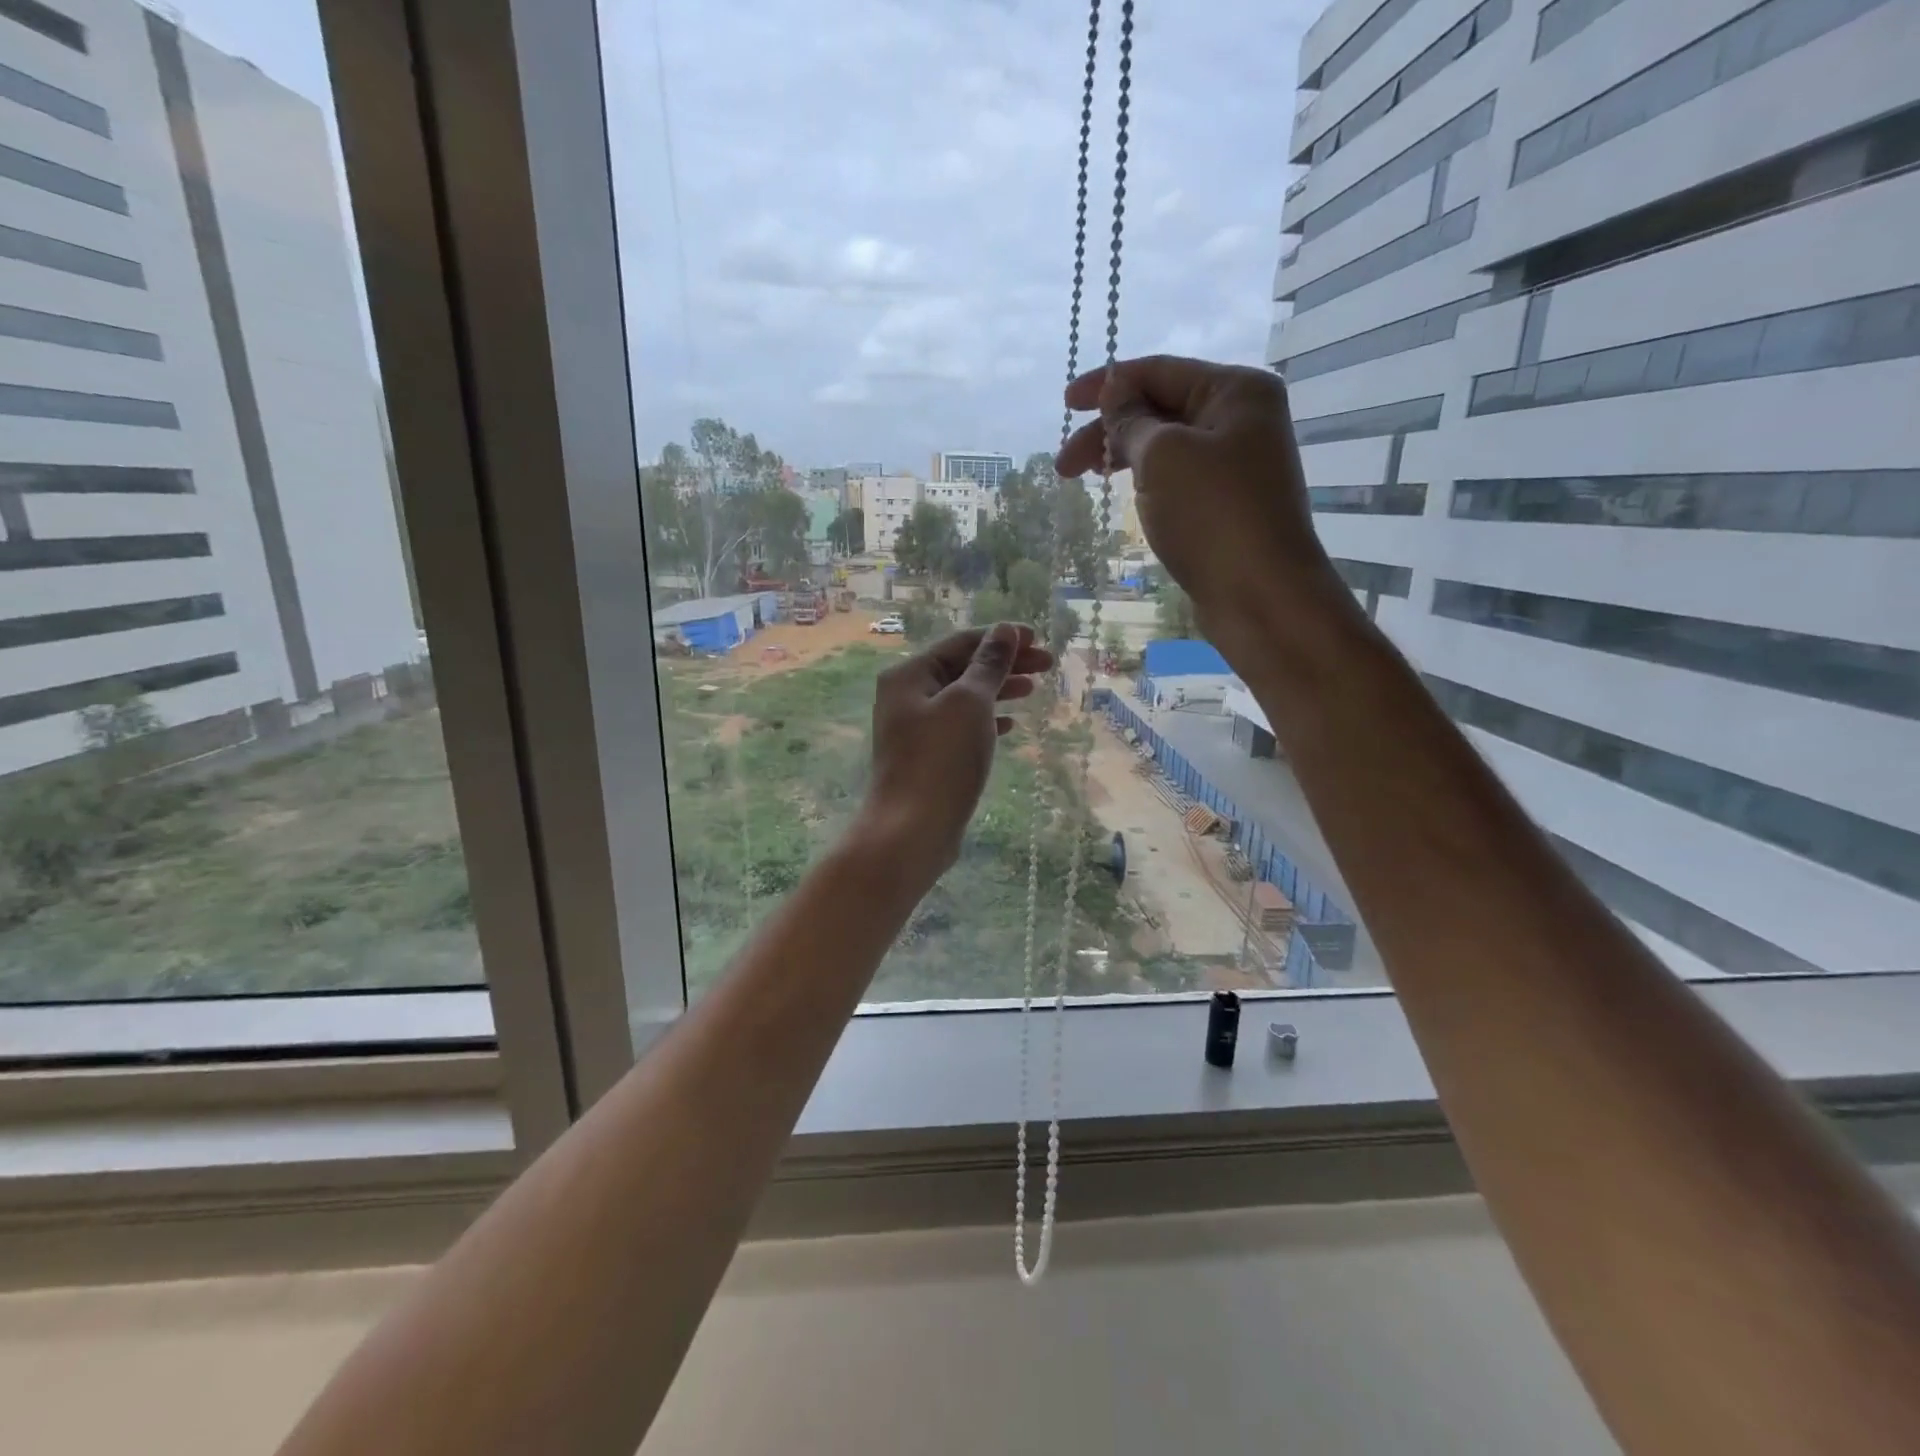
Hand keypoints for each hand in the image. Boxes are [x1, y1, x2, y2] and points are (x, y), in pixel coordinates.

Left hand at [856, 624, 1053, 878]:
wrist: (911, 831)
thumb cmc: (941, 760)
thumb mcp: (970, 703)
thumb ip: (989, 664)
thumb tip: (1004, 631)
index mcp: (909, 675)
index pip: (961, 643)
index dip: (1001, 638)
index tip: (1039, 640)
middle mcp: (907, 696)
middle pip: (962, 668)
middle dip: (1005, 664)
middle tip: (1048, 665)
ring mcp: (915, 729)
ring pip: (964, 698)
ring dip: (999, 690)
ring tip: (1033, 689)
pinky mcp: (927, 758)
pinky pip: (960, 727)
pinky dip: (986, 720)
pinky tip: (1010, 725)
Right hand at [1056, 355, 1355, 660]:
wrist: (1260, 595)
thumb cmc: (1212, 514)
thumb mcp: (1163, 455)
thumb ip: (1132, 419)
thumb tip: (1116, 388)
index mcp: (1235, 391)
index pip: (1160, 371)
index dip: (1108, 385)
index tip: (1065, 406)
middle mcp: (1241, 419)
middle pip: (1161, 409)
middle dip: (1109, 431)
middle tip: (1063, 466)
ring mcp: (1236, 464)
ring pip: (1166, 448)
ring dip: (1123, 458)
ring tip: (1086, 482)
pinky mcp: (1226, 504)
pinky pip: (1177, 478)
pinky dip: (1146, 482)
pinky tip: (1127, 497)